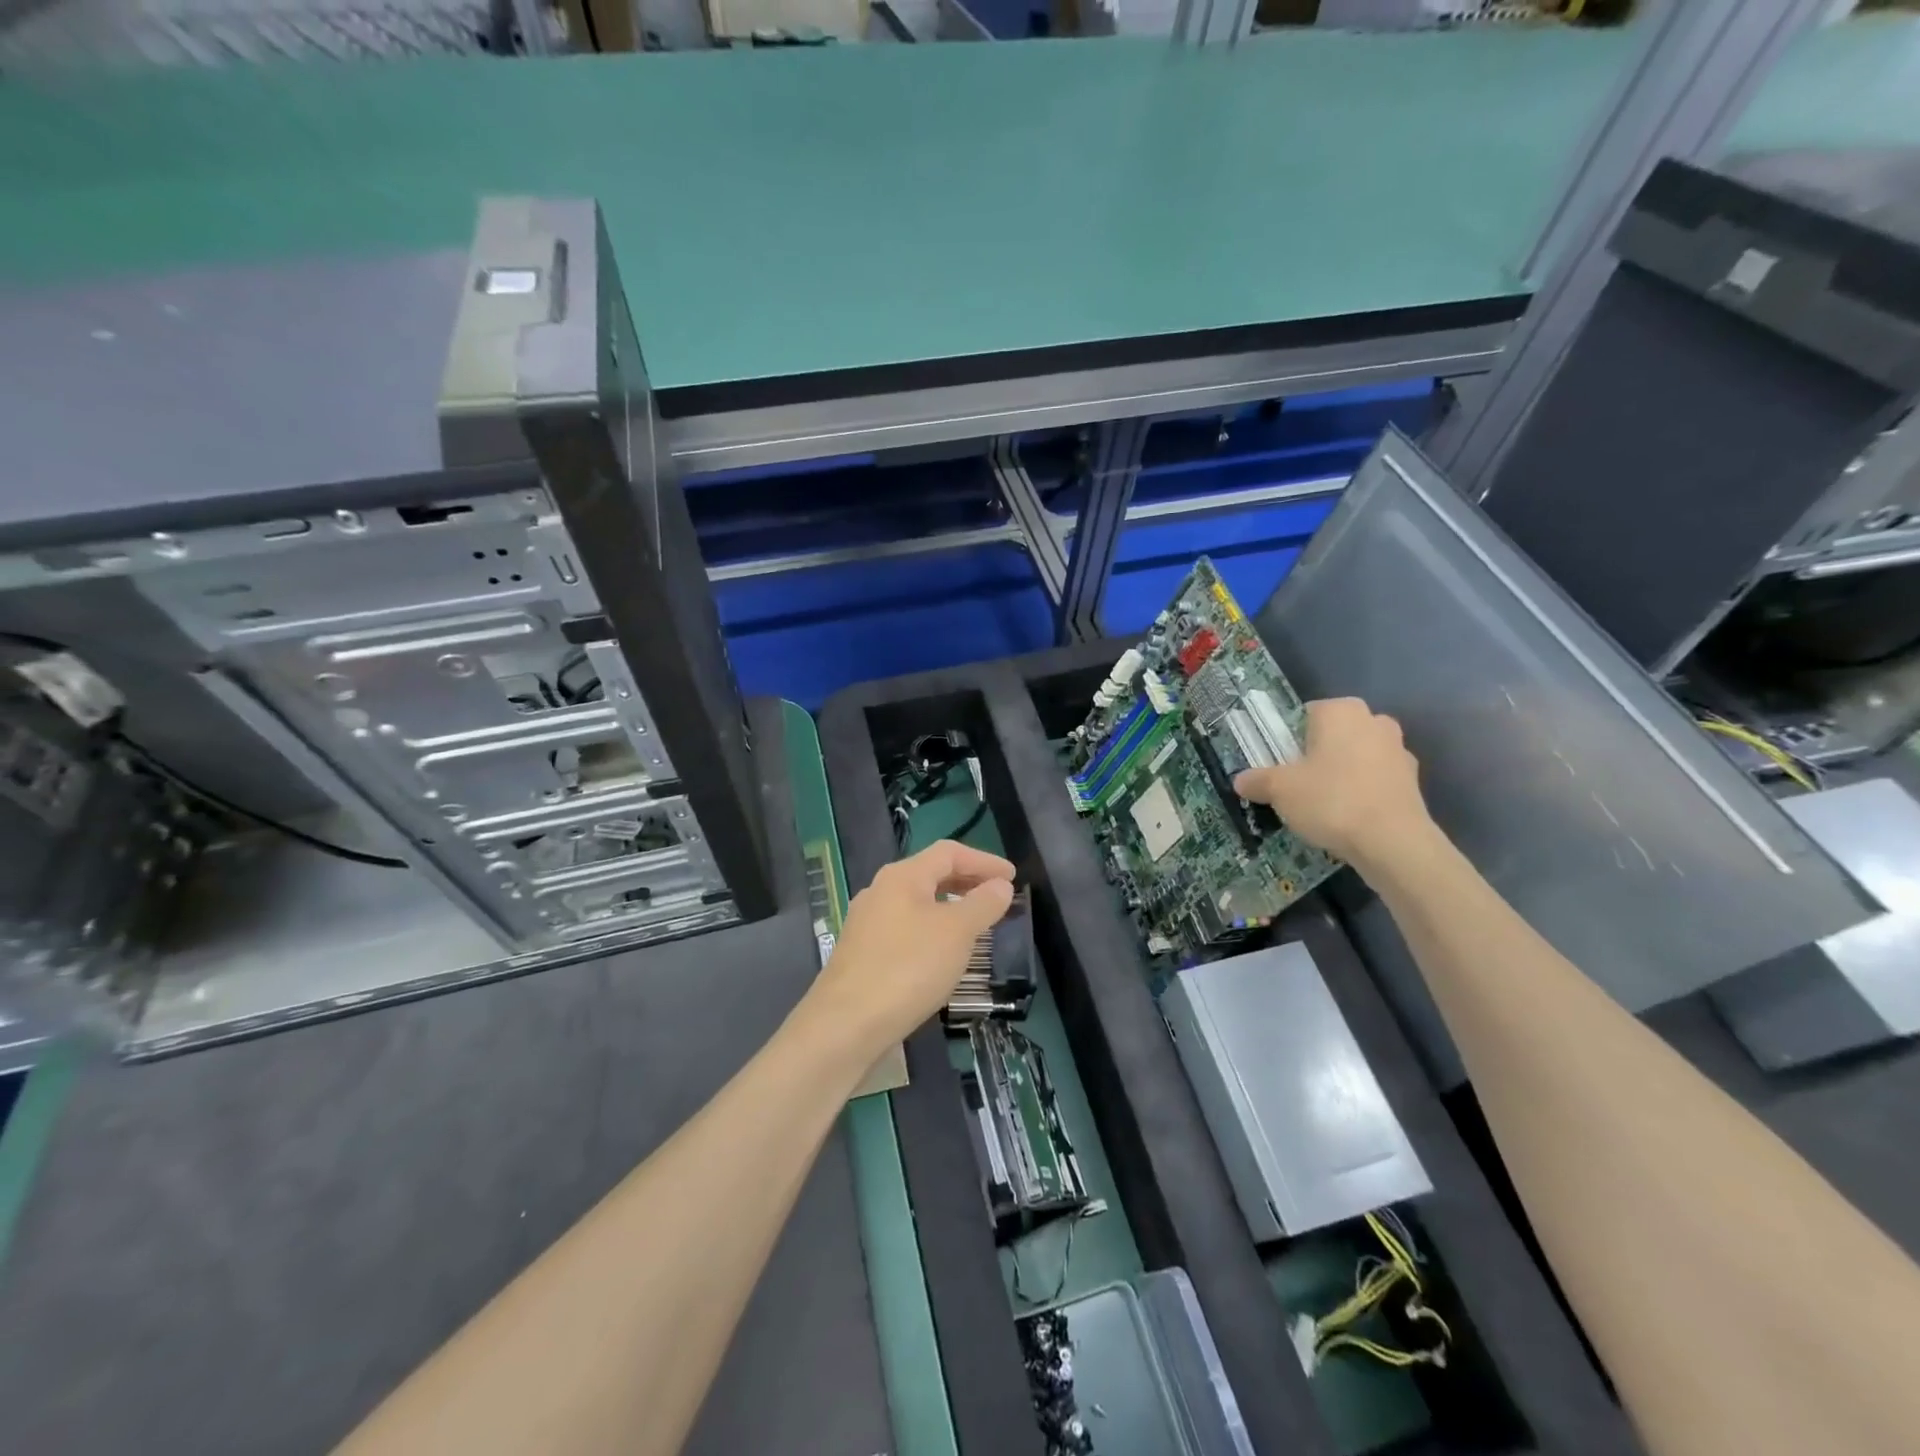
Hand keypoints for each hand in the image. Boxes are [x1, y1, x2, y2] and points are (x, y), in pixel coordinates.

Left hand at [812, 840, 1016, 1053]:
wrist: (846, 1024)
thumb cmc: (908, 968)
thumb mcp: (956, 933)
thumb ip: (982, 904)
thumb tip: (1000, 886)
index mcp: (902, 876)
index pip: (949, 853)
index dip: (984, 860)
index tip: (1012, 877)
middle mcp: (880, 891)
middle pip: (930, 874)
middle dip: (967, 882)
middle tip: (998, 897)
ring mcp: (867, 923)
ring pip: (917, 903)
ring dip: (950, 908)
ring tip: (976, 926)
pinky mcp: (862, 953)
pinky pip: (906, 929)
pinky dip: (932, 931)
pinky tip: (942, 955)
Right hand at [1233, 697, 1431, 868]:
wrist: (1392, 842)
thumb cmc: (1331, 800)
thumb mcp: (1279, 790)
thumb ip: (1257, 780)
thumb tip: (1241, 781)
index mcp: (1341, 711)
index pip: (1305, 714)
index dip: (1288, 740)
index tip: (1279, 765)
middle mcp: (1374, 721)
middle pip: (1334, 735)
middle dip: (1317, 755)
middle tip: (1298, 784)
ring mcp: (1399, 751)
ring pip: (1357, 757)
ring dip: (1342, 773)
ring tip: (1322, 805)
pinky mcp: (1413, 782)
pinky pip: (1376, 780)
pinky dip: (1363, 792)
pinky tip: (1348, 817)